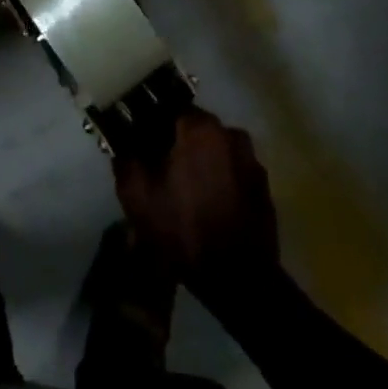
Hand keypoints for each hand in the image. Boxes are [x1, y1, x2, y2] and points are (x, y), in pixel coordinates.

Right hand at [114, 108, 278, 290]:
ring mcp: (251, 159)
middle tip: (163, 171)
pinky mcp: (263, 186)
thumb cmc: (184, 229)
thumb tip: (124, 142)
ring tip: (188, 191)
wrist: (239, 279)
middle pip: (194, 128)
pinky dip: (221, 179)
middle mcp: (229, 132)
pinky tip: (210, 205)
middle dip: (178, 143)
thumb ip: (125, 159)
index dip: (153, 125)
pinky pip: (233, 170)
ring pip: (215, 149)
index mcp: (198, 127)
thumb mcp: (137, 196)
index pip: (169, 109)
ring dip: (201, 161)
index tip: (143, 145)